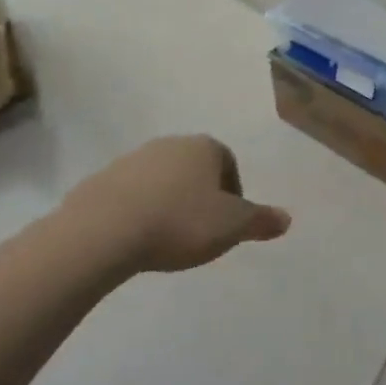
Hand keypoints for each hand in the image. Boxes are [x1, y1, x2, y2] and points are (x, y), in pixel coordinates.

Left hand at [59, 136, 289, 273]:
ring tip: (166, 239)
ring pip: (161, 181)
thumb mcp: (232, 226)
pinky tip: (136, 240)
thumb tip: (286, 219)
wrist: (102, 233)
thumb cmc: (179, 223)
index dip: (233, 194)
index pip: (229, 164)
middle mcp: (169, 144)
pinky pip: (129, 196)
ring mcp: (131, 160)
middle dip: (200, 197)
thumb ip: (261, 220)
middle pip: (194, 170)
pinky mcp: (99, 181)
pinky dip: (137, 213)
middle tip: (200, 232)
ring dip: (167, 203)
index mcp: (204, 147)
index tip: (227, 224)